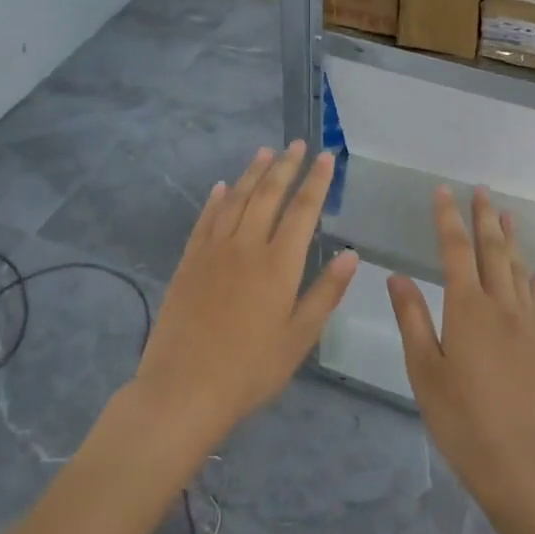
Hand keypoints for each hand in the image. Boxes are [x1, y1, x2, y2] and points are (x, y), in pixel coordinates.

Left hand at [132, 142, 357, 454]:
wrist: (183, 389)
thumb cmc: (250, 370)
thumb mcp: (299, 337)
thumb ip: (326, 292)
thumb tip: (352, 254)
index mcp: (278, 264)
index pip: (302, 210)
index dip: (316, 181)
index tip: (326, 157)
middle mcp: (246, 246)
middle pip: (268, 195)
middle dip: (286, 166)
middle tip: (297, 144)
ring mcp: (213, 251)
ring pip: (236, 199)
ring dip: (252, 173)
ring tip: (266, 152)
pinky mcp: (189, 261)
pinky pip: (205, 219)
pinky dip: (216, 199)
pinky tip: (222, 186)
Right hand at [388, 187, 534, 513]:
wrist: (518, 463)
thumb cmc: (460, 418)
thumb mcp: (423, 369)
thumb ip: (411, 318)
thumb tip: (397, 275)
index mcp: (466, 307)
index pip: (455, 249)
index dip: (448, 218)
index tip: (442, 191)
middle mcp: (499, 305)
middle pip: (492, 250)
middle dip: (484, 218)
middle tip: (480, 190)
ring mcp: (524, 324)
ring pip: (517, 269)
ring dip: (511, 239)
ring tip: (507, 214)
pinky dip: (534, 281)